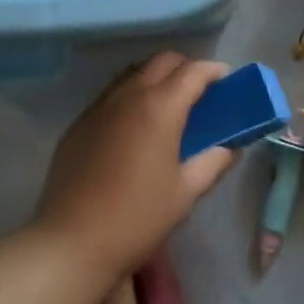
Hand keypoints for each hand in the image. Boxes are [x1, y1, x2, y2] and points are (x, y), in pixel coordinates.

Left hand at [35, 53, 237, 280]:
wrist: (72, 242)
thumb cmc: (137, 218)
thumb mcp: (185, 193)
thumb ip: (213, 162)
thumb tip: (231, 146)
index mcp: (160, 107)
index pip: (193, 71)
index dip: (214, 71)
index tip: (226, 80)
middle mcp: (129, 95)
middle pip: (162, 61)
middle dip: (185, 68)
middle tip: (199, 93)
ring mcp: (100, 106)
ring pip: (134, 73)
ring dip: (156, 77)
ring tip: (167, 105)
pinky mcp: (80, 122)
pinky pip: (111, 94)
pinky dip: (131, 95)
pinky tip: (134, 126)